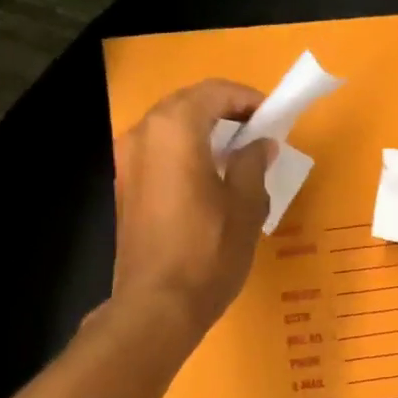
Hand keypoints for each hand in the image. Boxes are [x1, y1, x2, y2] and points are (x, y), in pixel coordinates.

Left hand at [111, 80, 275, 340]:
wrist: (157, 305)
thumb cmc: (209, 251)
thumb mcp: (246, 204)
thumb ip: (253, 163)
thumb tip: (259, 144)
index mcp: (175, 129)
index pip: (214, 92)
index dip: (247, 99)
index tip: (273, 117)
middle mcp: (143, 134)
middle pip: (187, 104)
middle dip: (224, 111)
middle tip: (257, 132)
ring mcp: (127, 161)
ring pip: (169, 127)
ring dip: (202, 131)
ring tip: (235, 155)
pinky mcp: (124, 187)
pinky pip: (157, 151)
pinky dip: (184, 151)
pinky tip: (207, 178)